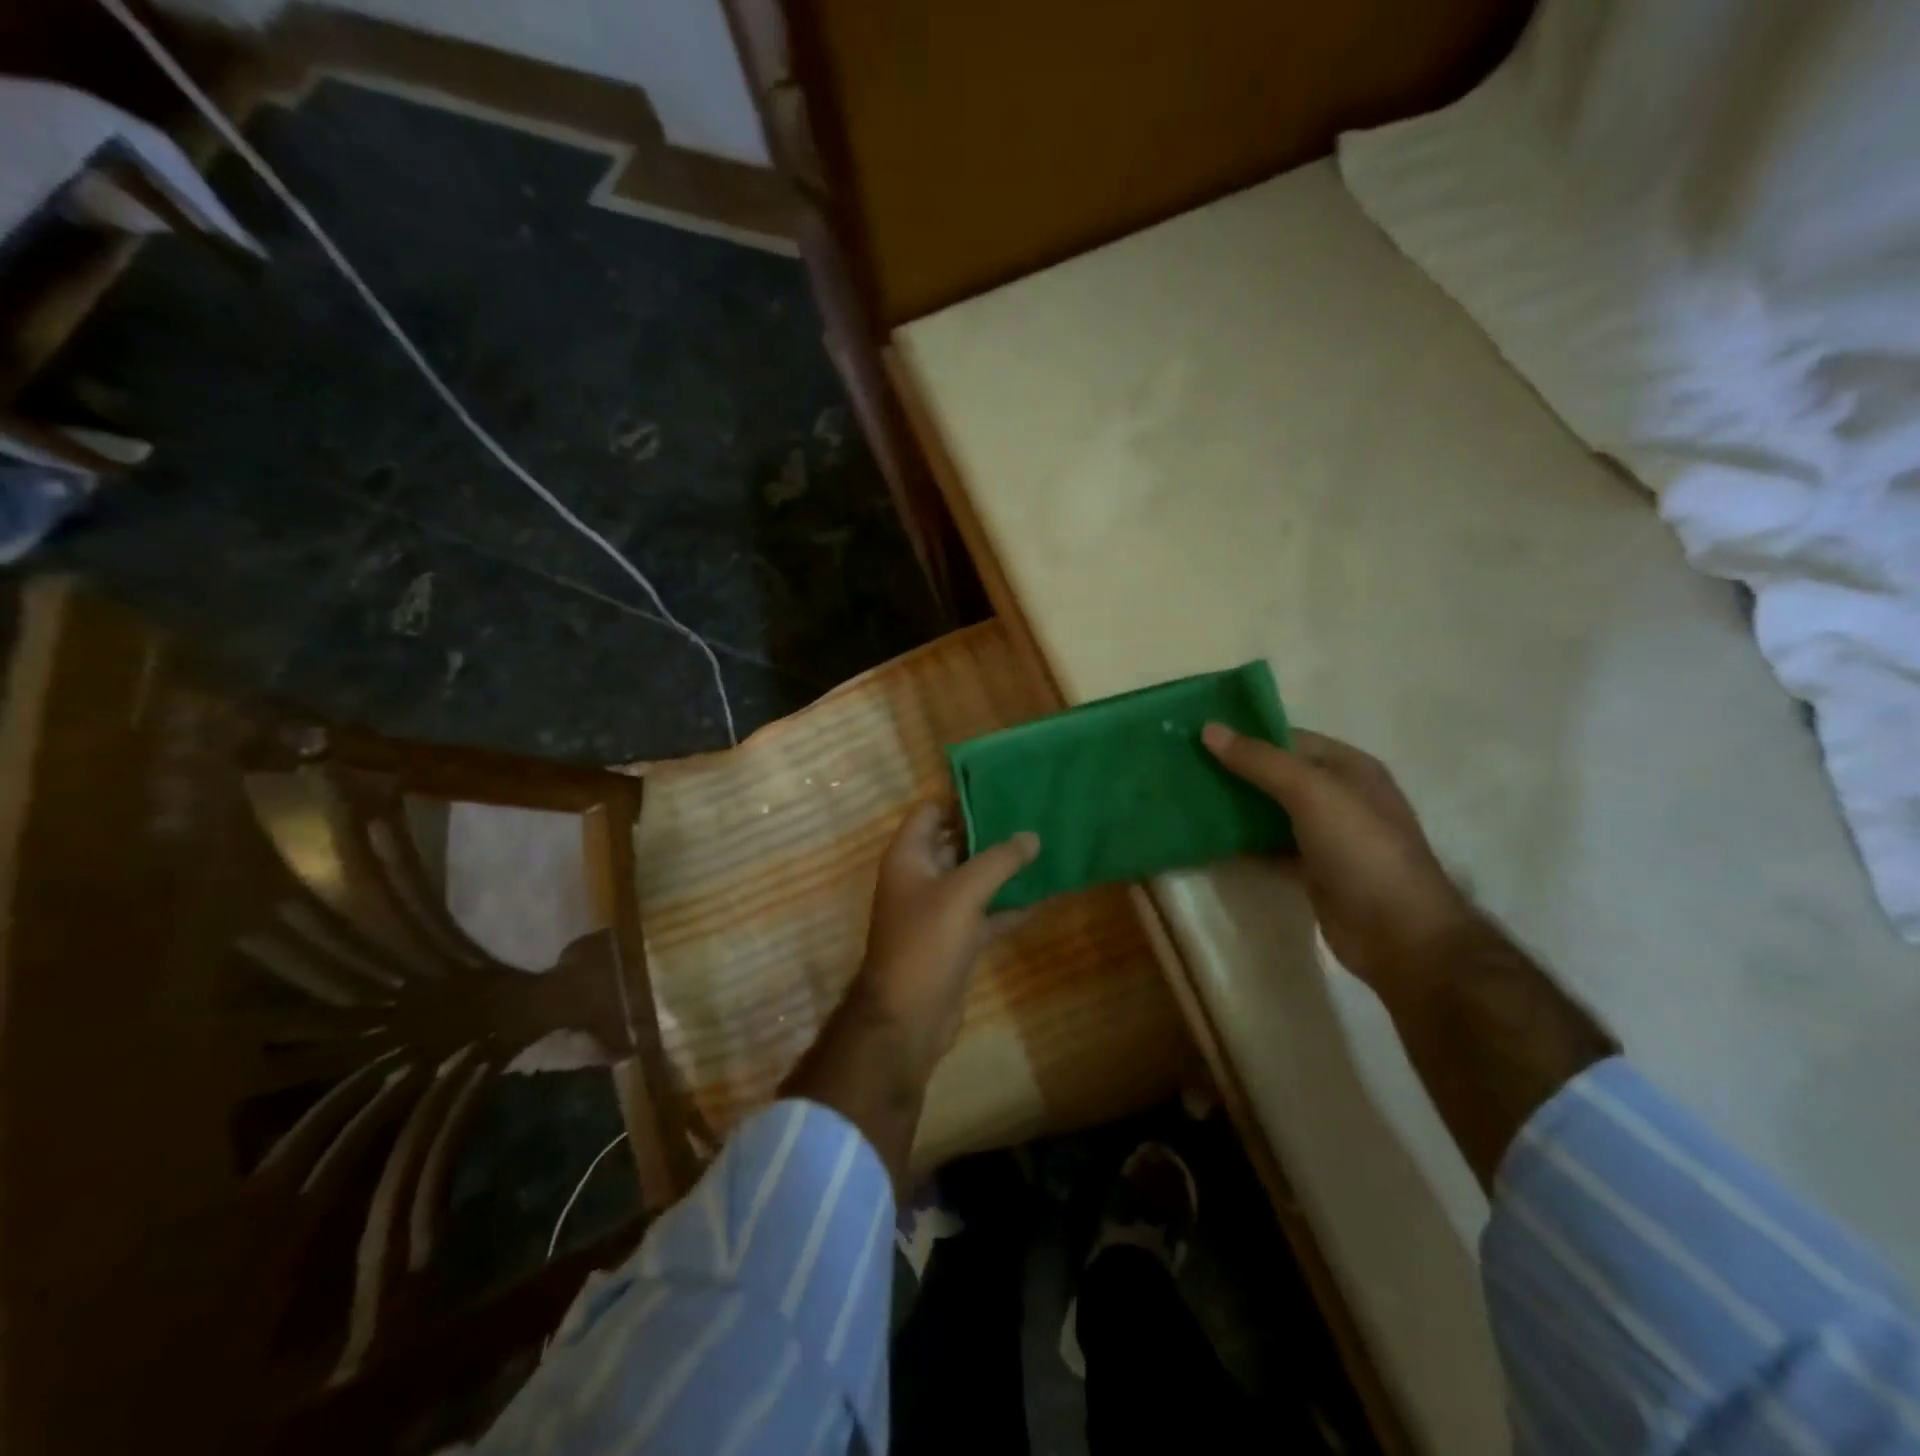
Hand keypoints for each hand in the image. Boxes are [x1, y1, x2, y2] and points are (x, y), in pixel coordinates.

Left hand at [855, 802, 1038, 1074]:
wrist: (908, 1019)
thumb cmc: (926, 942)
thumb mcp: (963, 893)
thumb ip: (999, 861)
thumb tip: (1032, 835)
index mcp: (908, 857)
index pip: (931, 812)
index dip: (961, 798)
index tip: (1002, 787)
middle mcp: (920, 878)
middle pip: (955, 843)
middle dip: (990, 831)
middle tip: (1033, 813)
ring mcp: (938, 911)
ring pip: (973, 879)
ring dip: (1003, 869)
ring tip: (1044, 846)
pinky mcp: (956, 939)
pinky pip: (985, 913)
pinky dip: (1009, 906)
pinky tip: (1043, 895)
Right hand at [1201, 723, 1469, 991]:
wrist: (1398, 933)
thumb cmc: (1361, 849)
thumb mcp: (1312, 793)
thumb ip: (1261, 761)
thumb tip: (1209, 729)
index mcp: (1348, 768)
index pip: (1290, 739)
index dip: (1247, 736)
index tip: (1198, 736)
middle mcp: (1339, 797)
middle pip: (1277, 775)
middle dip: (1235, 771)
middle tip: (1184, 767)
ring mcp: (1327, 837)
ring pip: (1271, 812)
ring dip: (1235, 807)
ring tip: (1187, 799)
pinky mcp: (1312, 870)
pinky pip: (1270, 847)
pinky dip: (1243, 843)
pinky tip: (1208, 840)